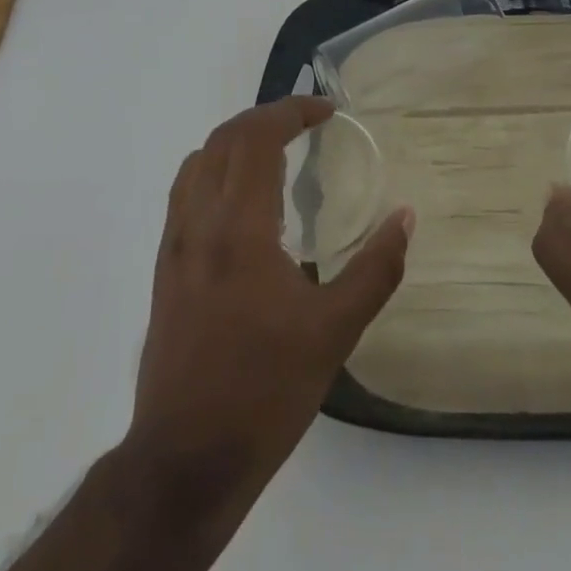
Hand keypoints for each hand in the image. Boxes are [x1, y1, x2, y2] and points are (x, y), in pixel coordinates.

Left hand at [127, 97, 412, 535]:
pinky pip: (186, 191)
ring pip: (199, 160)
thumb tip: (405, 217)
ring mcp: (175, 244)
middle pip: (225, 137)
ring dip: (238, 139)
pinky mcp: (165, 268)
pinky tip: (244, 199)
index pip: (257, 137)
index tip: (328, 110)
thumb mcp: (334, 333)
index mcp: (239, 227)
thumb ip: (375, 269)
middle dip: (267, 116)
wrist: (184, 460)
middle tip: (308, 122)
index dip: (292, 110)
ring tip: (278, 149)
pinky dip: (216, 168)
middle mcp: (199, 222)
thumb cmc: (264, 391)